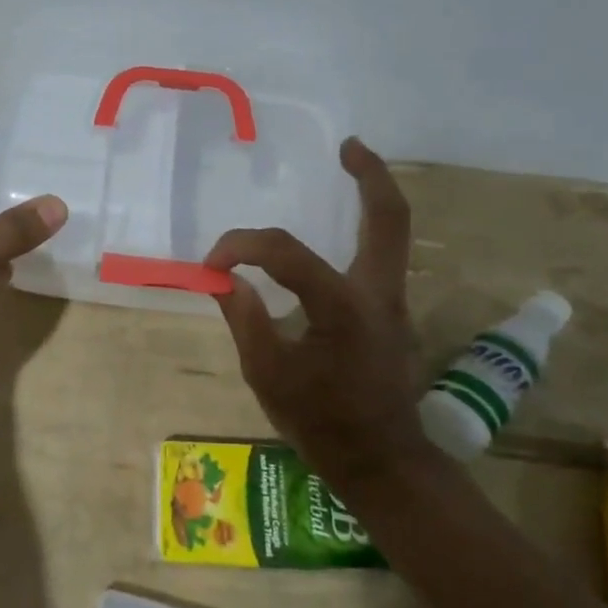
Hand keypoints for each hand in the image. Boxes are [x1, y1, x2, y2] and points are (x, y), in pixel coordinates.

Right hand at [204, 137, 421, 489]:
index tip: (213, 263)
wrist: (381, 461)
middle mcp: (378, 293)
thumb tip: (227, 280)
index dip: (242, 247)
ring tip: (349, 167)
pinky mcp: (392, 313)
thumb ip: (246, 319)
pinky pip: (381, 256)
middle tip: (348, 146)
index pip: (286, 253)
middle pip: (389, 217)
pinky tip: (338, 231)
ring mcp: (394, 302)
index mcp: (342, 307)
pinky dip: (364, 230)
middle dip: (370, 174)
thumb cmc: (321, 422)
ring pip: (394, 231)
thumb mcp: (268, 374)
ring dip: (373, 195)